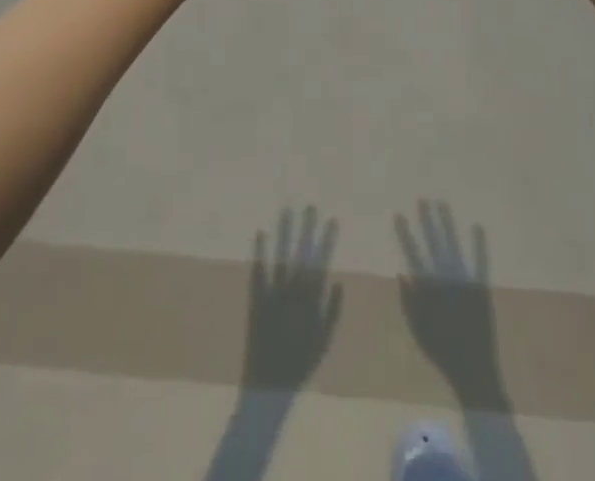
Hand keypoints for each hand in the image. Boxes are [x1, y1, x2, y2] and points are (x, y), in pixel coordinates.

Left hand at [240, 206, 344, 392]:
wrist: (269, 387)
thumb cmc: (300, 364)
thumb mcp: (323, 342)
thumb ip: (332, 311)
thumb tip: (338, 279)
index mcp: (310, 302)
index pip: (321, 263)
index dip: (326, 241)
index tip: (332, 219)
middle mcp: (293, 294)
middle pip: (301, 255)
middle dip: (306, 230)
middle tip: (310, 206)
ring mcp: (274, 295)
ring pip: (281, 258)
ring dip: (284, 234)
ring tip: (287, 210)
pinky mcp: (256, 300)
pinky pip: (259, 273)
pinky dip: (260, 253)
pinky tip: (260, 233)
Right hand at [396, 202, 507, 404]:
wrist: (473, 370)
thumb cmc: (442, 352)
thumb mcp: (418, 330)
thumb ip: (408, 302)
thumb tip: (401, 272)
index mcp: (428, 289)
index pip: (413, 254)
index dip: (405, 234)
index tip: (399, 214)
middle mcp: (445, 279)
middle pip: (434, 244)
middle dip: (427, 221)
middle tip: (423, 199)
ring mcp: (464, 281)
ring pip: (453, 246)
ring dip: (447, 225)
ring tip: (442, 204)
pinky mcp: (481, 288)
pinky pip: (480, 262)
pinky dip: (479, 245)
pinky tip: (477, 226)